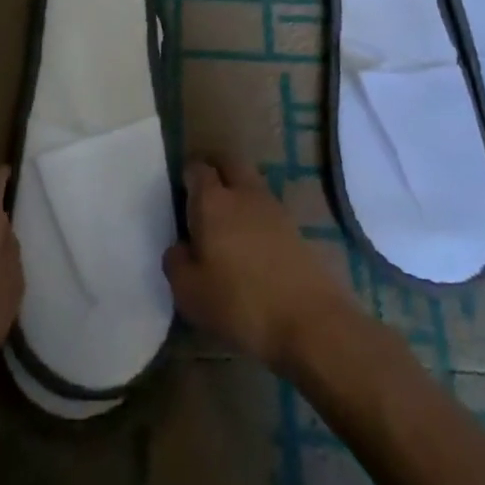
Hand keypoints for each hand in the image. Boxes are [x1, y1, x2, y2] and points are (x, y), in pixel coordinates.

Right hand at [163, 158, 353, 370]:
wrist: (309, 320)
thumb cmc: (239, 303)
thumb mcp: (189, 293)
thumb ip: (176, 263)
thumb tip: (180, 247)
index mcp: (212, 201)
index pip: (197, 168)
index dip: (187, 175)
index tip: (180, 192)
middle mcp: (243, 193)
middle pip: (229, 163)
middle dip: (215, 169)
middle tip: (202, 195)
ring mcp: (274, 207)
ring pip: (251, 183)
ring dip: (238, 192)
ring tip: (226, 223)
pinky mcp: (296, 228)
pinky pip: (267, 209)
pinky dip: (256, 216)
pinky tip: (251, 244)